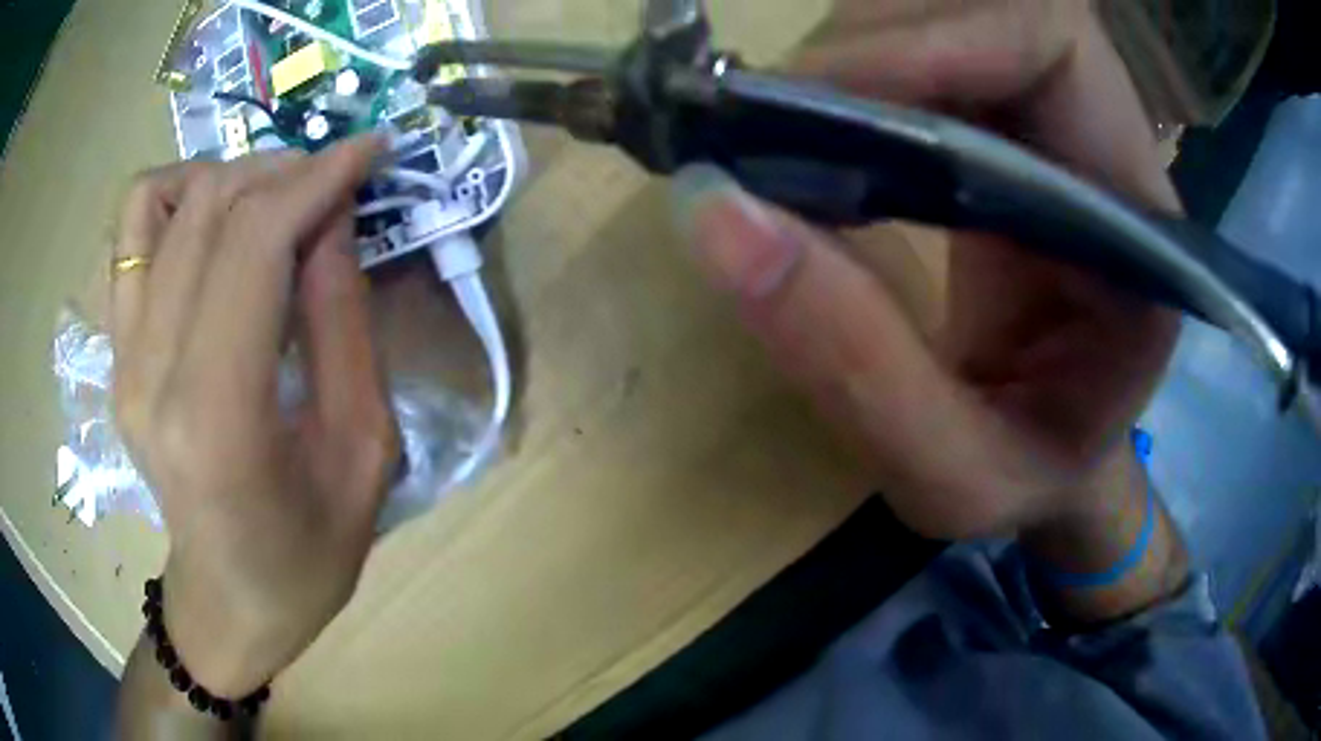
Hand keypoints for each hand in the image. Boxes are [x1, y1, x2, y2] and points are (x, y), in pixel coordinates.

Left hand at [111, 136, 398, 697]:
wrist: (229, 602)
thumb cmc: (307, 554)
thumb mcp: (362, 452)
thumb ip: (345, 325)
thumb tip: (336, 218)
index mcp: (218, 419)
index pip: (253, 246)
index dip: (316, 179)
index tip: (369, 151)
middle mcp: (151, 376)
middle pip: (206, 208)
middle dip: (282, 170)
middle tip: (332, 181)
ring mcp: (122, 361)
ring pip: (156, 203)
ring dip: (223, 177)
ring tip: (270, 200)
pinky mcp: (115, 356)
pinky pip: (129, 235)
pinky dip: (174, 201)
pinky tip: (213, 227)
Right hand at [673, 0, 1181, 539]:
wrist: (1054, 460)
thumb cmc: (1030, 480)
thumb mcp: (954, 478)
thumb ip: (857, 370)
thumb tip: (714, 215)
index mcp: (1137, 227)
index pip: (1051, 45)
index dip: (931, 41)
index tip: (808, 108)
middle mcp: (1106, 144)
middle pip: (984, 7)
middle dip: (865, 47)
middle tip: (765, 126)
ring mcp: (1055, 119)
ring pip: (939, 11)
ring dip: (844, 56)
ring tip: (778, 138)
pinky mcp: (1006, 118)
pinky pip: (917, 43)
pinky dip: (845, 72)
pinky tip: (811, 137)